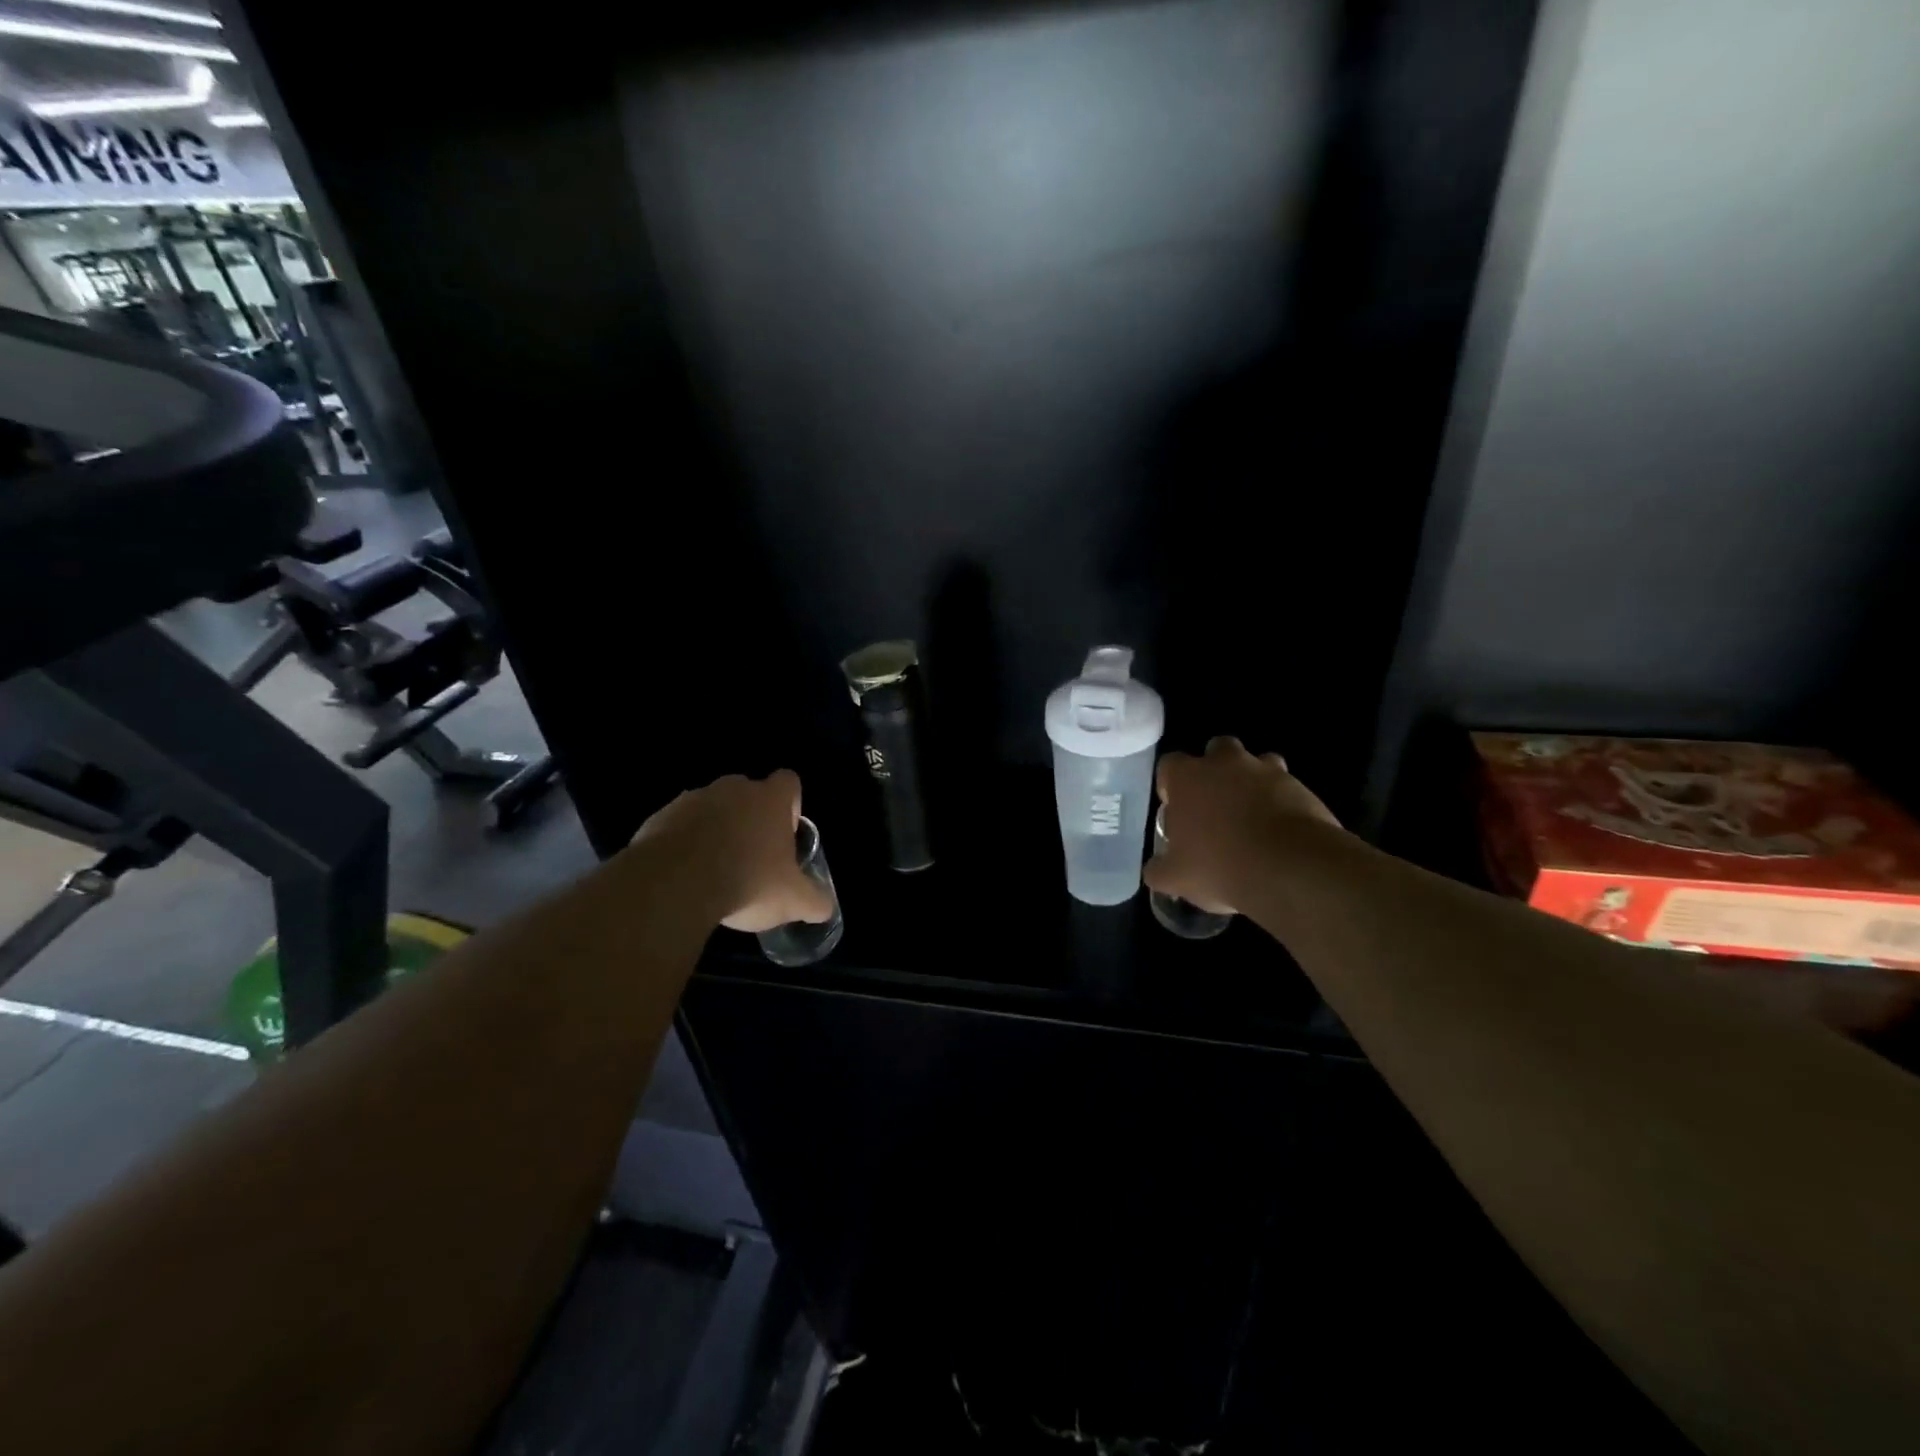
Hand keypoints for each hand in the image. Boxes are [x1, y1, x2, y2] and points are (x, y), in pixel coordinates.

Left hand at [629, 770, 835, 931]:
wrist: (673, 884)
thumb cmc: (747, 881)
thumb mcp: (793, 900)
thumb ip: (815, 901)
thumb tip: (825, 907)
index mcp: (769, 799)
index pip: (789, 782)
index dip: (791, 805)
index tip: (785, 833)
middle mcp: (733, 789)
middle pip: (749, 793)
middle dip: (751, 819)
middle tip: (752, 857)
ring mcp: (693, 799)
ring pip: (711, 808)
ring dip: (715, 830)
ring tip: (714, 870)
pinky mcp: (659, 817)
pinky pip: (678, 826)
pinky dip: (683, 843)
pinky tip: (684, 875)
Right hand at [1144, 737, 1340, 914]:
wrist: (1290, 869)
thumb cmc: (1219, 866)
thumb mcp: (1175, 878)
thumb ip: (1159, 869)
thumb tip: (1155, 869)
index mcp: (1188, 777)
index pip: (1170, 765)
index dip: (1171, 784)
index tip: (1177, 807)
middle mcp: (1225, 763)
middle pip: (1216, 750)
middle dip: (1216, 771)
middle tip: (1216, 805)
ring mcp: (1267, 771)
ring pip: (1257, 762)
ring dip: (1253, 782)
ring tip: (1253, 816)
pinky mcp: (1302, 787)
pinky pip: (1287, 787)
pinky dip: (1283, 802)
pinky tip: (1281, 833)